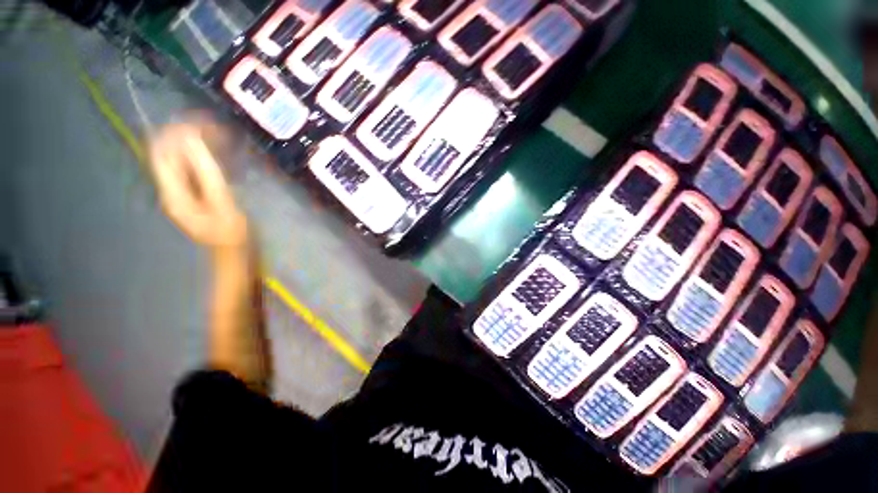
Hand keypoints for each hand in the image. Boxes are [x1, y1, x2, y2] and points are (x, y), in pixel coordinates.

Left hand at [149, 117, 249, 251]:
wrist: (236, 253)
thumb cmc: (232, 232)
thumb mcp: (222, 202)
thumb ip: (206, 172)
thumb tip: (192, 139)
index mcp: (173, 192)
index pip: (161, 153)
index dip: (175, 133)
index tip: (201, 122)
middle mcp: (172, 189)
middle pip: (169, 154)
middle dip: (186, 135)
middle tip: (214, 127)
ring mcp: (184, 192)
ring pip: (181, 159)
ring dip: (196, 144)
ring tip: (219, 134)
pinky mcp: (196, 194)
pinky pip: (193, 167)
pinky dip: (204, 156)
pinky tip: (220, 152)